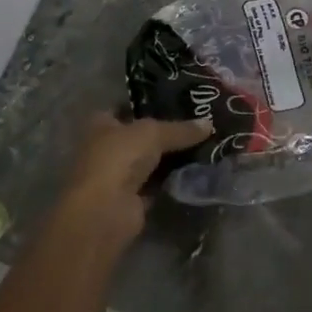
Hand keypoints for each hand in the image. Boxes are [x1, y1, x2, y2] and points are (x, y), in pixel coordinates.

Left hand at [55, 113, 211, 248]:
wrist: (106, 211)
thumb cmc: (119, 158)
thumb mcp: (153, 133)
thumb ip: (180, 129)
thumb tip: (209, 124)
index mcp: (101, 124)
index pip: (127, 108)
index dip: (150, 103)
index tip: (179, 101)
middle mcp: (107, 148)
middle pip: (142, 136)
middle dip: (167, 132)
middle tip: (200, 123)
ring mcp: (119, 175)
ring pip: (151, 161)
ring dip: (173, 157)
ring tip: (206, 144)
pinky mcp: (133, 199)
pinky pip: (158, 184)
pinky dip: (173, 180)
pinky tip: (197, 171)